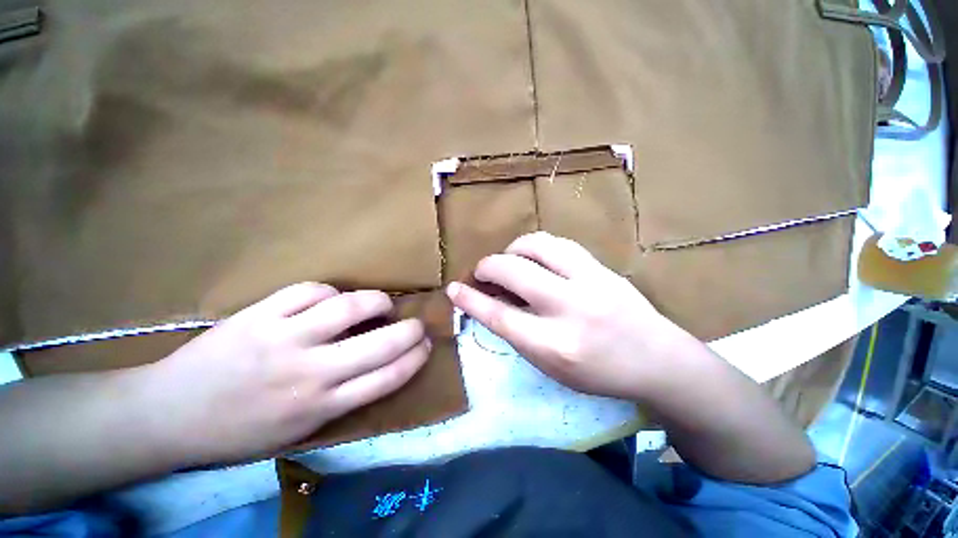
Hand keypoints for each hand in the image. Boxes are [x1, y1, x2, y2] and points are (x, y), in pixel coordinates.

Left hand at [142, 283, 428, 463]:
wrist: (169, 415)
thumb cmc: (240, 431)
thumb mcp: (298, 431)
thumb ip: (342, 399)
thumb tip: (378, 365)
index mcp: (320, 407)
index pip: (387, 378)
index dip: (415, 358)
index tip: (427, 346)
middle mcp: (310, 373)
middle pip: (380, 344)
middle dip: (410, 330)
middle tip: (417, 324)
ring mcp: (284, 339)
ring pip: (349, 308)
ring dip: (377, 301)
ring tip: (382, 304)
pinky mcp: (260, 315)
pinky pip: (310, 291)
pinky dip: (330, 292)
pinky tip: (332, 298)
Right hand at [447, 232, 688, 400]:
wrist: (658, 359)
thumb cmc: (600, 373)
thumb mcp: (552, 367)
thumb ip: (519, 334)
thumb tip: (492, 303)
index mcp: (555, 345)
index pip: (500, 316)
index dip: (471, 300)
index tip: (453, 288)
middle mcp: (570, 309)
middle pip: (514, 272)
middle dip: (488, 267)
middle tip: (482, 272)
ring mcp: (590, 281)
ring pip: (537, 245)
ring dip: (513, 249)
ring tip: (509, 259)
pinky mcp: (602, 267)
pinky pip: (559, 243)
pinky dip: (537, 247)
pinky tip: (534, 256)